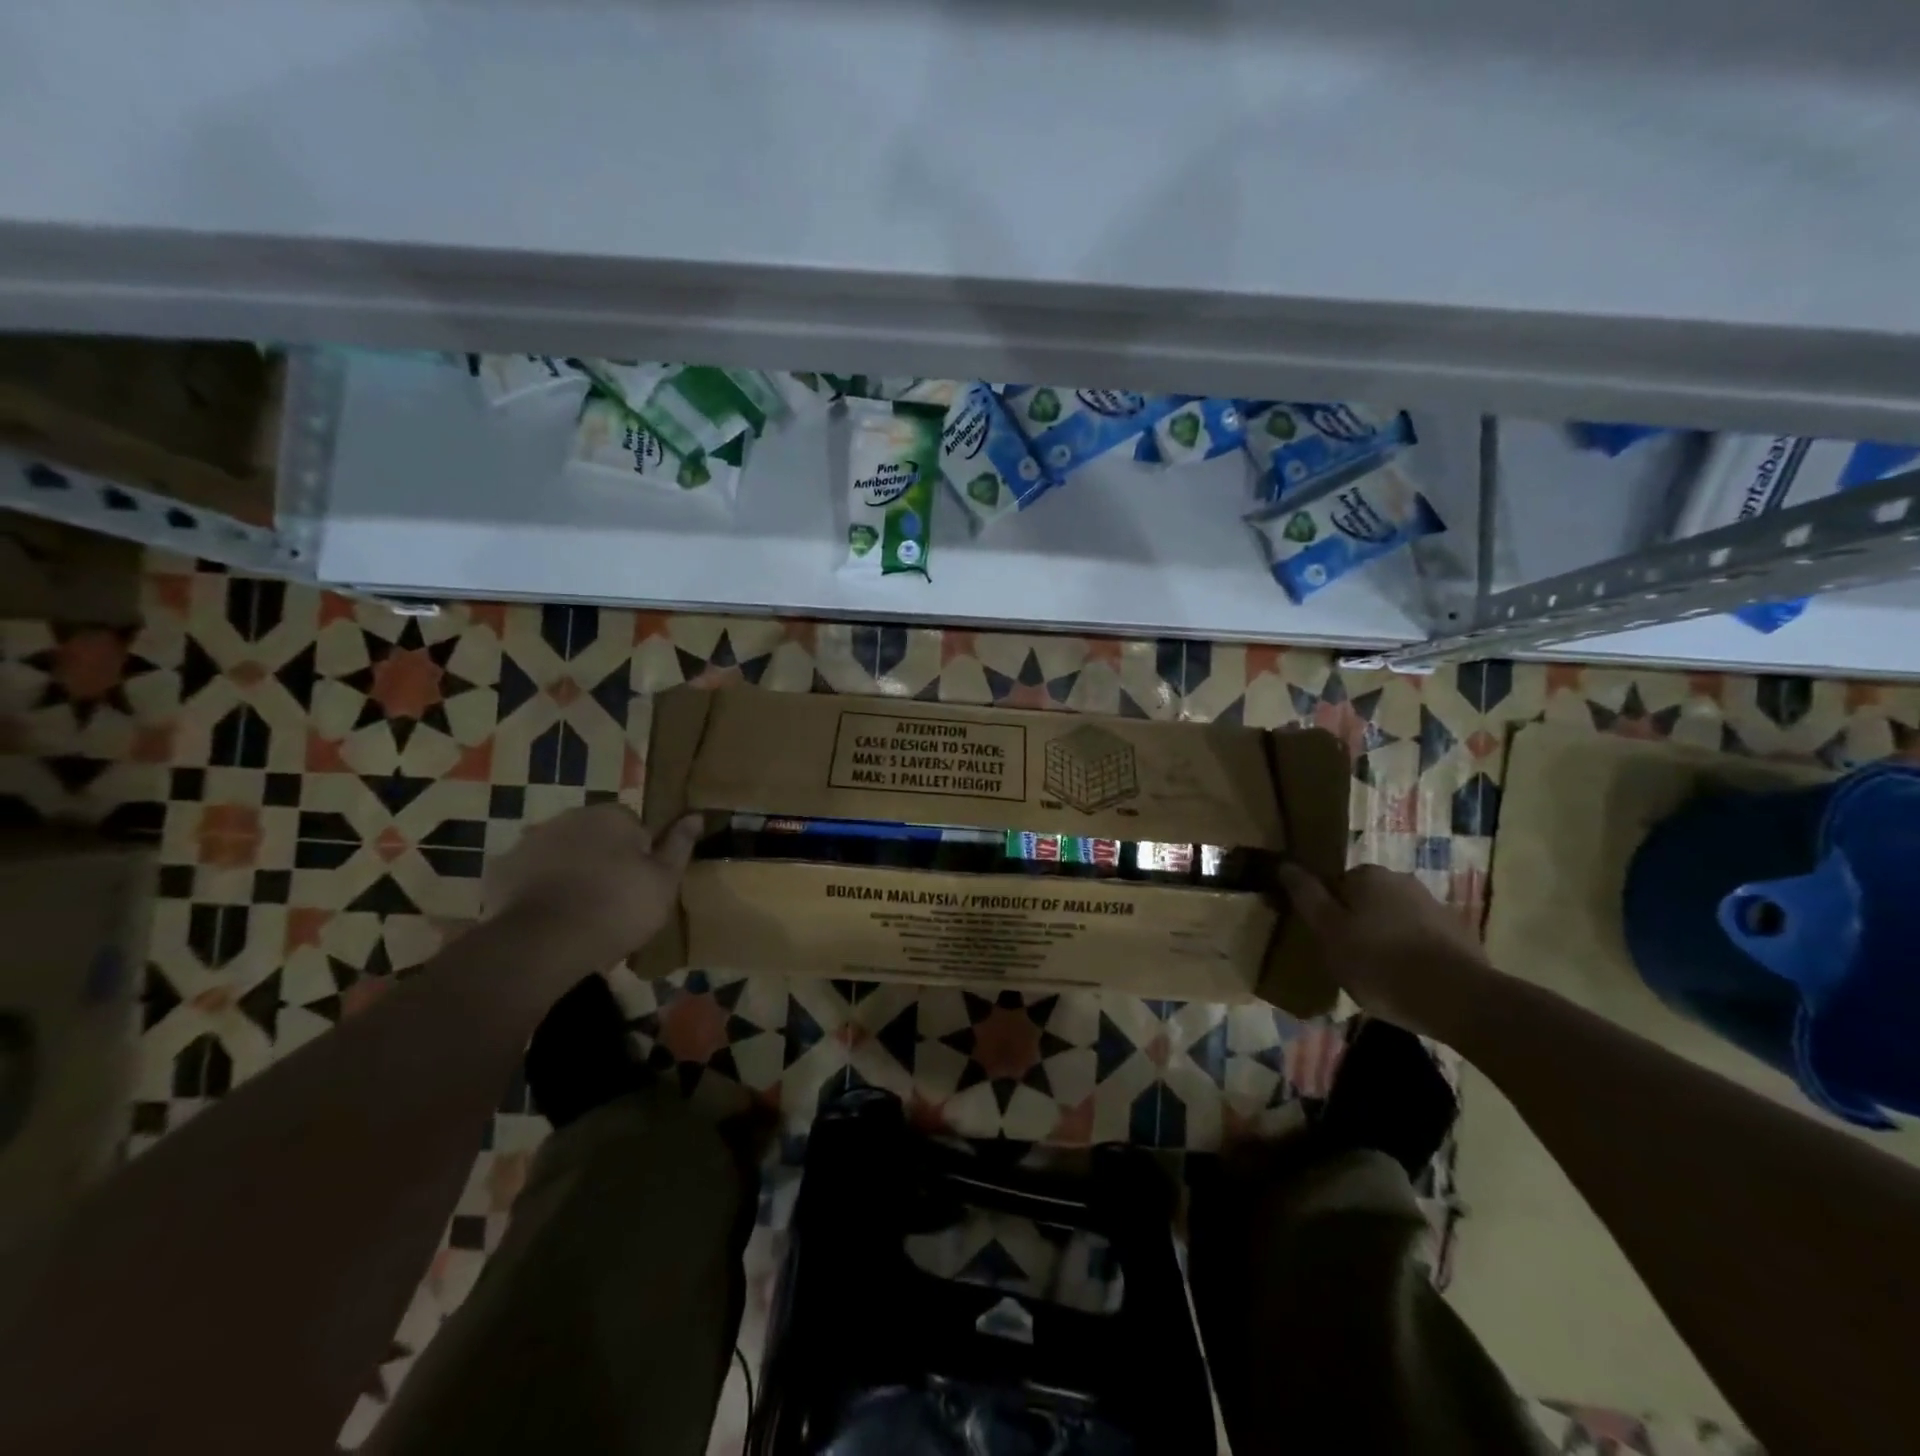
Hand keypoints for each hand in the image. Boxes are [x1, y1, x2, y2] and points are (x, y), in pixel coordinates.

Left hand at [483, 805, 702, 968]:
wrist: (543, 943)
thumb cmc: (617, 908)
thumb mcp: (664, 881)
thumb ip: (679, 845)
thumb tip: (696, 815)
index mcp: (612, 816)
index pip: (634, 825)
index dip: (640, 853)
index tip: (640, 883)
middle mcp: (570, 817)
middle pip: (595, 835)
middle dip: (602, 858)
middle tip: (612, 898)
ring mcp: (530, 841)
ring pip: (560, 852)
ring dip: (569, 870)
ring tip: (578, 911)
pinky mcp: (500, 869)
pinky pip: (527, 874)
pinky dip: (536, 888)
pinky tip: (546, 915)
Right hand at [1276, 863, 1491, 1037]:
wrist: (1459, 999)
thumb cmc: (1379, 962)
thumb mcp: (1328, 931)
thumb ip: (1305, 896)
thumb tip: (1285, 864)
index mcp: (1367, 875)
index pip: (1334, 884)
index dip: (1325, 912)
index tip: (1324, 940)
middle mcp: (1401, 880)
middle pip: (1365, 900)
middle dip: (1356, 924)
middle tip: (1349, 960)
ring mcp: (1434, 906)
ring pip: (1393, 919)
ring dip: (1384, 939)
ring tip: (1379, 976)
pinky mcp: (1458, 934)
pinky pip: (1420, 938)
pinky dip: (1410, 953)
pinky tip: (1407, 981)